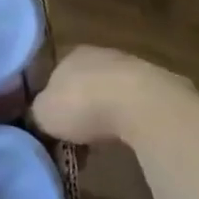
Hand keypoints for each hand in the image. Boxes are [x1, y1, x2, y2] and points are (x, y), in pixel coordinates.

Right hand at [31, 46, 192, 144]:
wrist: (141, 104)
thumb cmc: (83, 104)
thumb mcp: (44, 113)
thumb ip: (38, 112)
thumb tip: (40, 117)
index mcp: (71, 54)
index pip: (56, 75)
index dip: (54, 101)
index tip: (54, 126)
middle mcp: (101, 54)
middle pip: (86, 84)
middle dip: (82, 109)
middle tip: (77, 139)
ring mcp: (133, 67)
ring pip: (112, 93)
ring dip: (107, 115)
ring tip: (103, 144)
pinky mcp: (159, 86)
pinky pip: (136, 106)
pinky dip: (130, 121)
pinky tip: (129, 139)